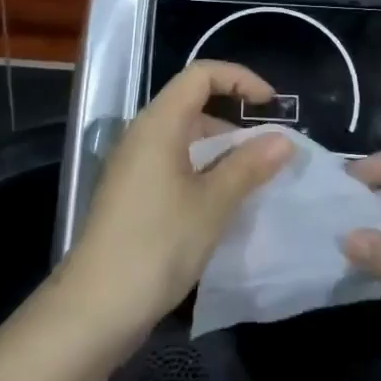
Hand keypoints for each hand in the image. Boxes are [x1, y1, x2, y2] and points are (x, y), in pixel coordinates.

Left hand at [62, 60, 293, 341]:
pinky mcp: (132, 192)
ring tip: (255, 179)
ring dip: (221, 150)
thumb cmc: (158, 244)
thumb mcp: (213, 204)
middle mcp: (142, 135)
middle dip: (235, 119)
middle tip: (270, 151)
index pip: (201, 75)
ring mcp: (133, 165)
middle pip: (192, 104)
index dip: (240, 79)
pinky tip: (223, 201)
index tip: (271, 105)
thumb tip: (283, 140)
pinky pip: (174, 164)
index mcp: (158, 124)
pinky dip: (203, 170)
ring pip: (184, 138)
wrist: (97, 306)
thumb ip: (249, 166)